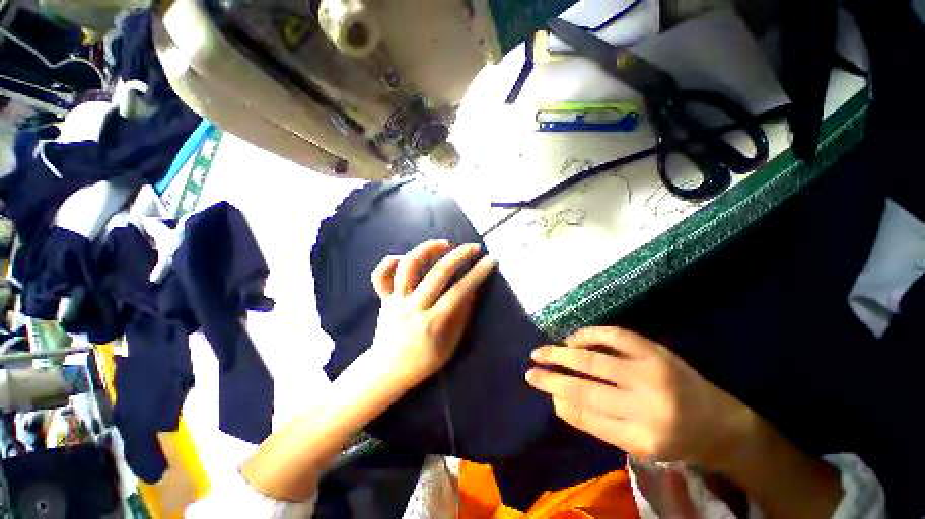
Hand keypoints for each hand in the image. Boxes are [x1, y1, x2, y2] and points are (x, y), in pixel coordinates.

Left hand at [369, 240, 496, 389]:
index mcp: (432, 324)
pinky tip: (406, 259)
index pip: (459, 292)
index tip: (490, 260)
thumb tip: (472, 290)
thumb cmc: (422, 362)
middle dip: (460, 256)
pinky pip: (381, 275)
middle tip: (474, 248)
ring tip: (443, 245)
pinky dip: (392, 261)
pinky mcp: (383, 298)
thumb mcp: (449, 346)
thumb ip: (461, 316)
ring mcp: (395, 301)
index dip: (477, 274)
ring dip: (427, 250)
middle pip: (438, 274)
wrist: (386, 372)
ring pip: (408, 266)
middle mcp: (413, 308)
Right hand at [526, 327, 755, 467]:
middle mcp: (646, 404)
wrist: (724, 425)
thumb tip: (560, 399)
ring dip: (561, 354)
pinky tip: (572, 338)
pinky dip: (589, 334)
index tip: (542, 389)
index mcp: (641, 437)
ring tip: (541, 351)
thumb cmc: (678, 442)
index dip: (559, 399)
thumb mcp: (639, 446)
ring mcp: (651, 372)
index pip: (586, 415)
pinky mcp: (656, 351)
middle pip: (585, 387)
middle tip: (529, 371)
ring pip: (594, 359)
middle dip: (552, 377)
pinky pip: (614, 336)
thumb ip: (599, 424)